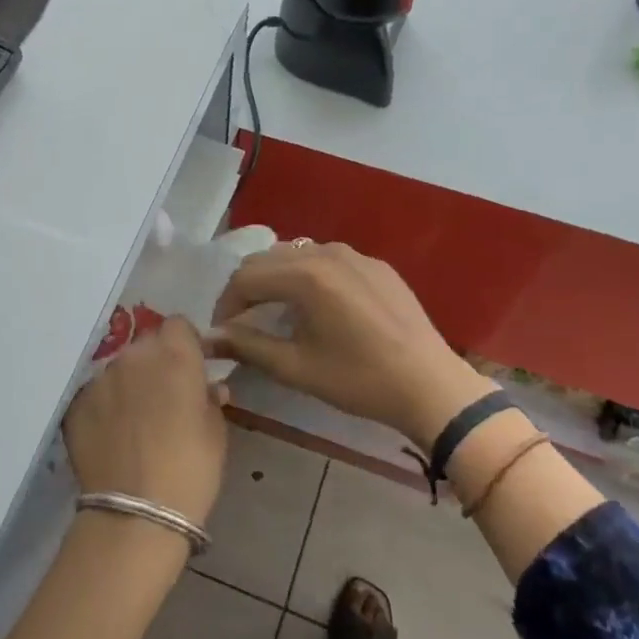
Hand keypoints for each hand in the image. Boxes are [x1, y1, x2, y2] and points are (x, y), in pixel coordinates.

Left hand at [62, 318, 228, 527]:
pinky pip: (96, 394)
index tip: (191, 368)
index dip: (186, 344)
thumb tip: (208, 388)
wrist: (136, 512)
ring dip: (129, 384)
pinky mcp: (76, 404)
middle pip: (146, 345)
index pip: (178, 325)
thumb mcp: (216, 432)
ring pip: (119, 369)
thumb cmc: (191, 470)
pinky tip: (112, 436)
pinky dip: (105, 407)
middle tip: (165, 397)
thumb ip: (210, 399)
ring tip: (136, 421)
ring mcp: (100, 379)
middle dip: (157, 363)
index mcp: (174, 355)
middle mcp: (133, 357)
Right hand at [209, 241, 492, 446]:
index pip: (245, 278)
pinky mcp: (376, 265)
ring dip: (275, 279)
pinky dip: (307, 276)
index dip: (226, 305)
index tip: (222, 332)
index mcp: (306, 275)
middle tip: (241, 322)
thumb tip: (208, 338)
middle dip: (246, 288)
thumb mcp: (296, 367)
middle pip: (267, 259)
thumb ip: (247, 346)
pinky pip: (327, 260)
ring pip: (296, 255)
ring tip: (273, 311)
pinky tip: (314, 306)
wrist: (430, 386)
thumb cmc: (359, 380)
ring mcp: (356, 255)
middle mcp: (327, 252)